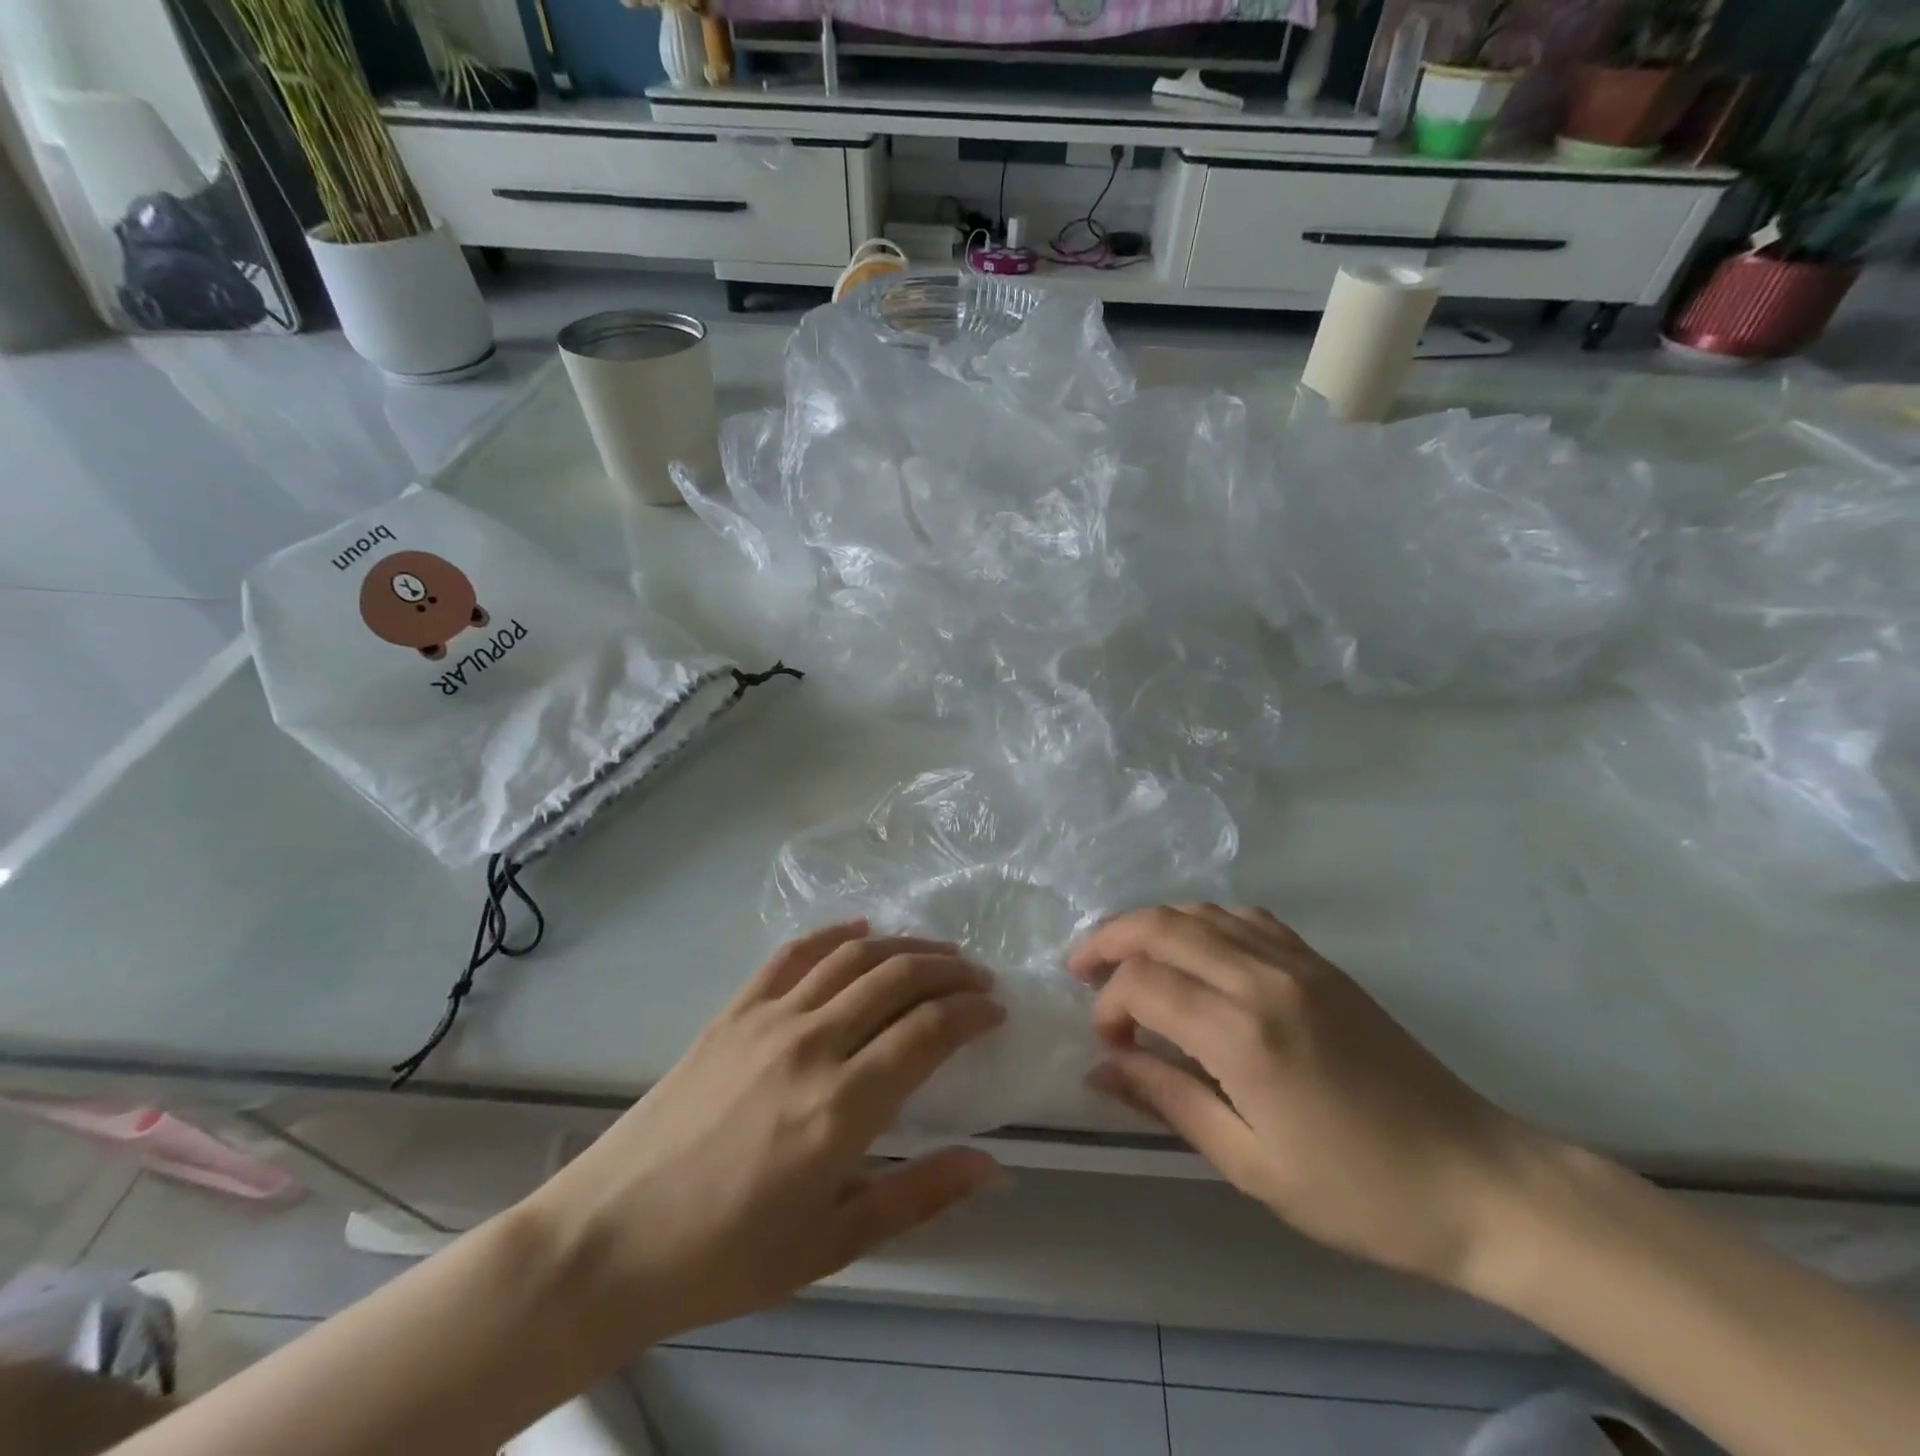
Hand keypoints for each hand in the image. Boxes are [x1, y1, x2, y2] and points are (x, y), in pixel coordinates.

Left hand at [528, 921, 1005, 1346]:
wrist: (610, 1237)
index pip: (929, 1031)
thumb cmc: (728, 1254)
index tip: (996, 1011)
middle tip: (977, 977)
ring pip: (853, 957)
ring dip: (904, 947)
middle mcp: (812, 1044)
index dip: (972, 1012)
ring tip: (936, 953)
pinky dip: (834, 934)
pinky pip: (793, 954)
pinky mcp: (733, 1011)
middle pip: (898, 978)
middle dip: (949, 969)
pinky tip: (859, 932)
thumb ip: (919, 1197)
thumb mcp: (832, 1244)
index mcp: (843, 1106)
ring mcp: (768, 1018)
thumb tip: (993, 1167)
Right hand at [1071, 905, 1548, 1291]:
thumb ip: (1169, 1101)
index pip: (1144, 985)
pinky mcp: (1320, 962)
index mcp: (1244, 1034)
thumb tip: (1103, 1067)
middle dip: (1110, 940)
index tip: (1109, 1046)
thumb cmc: (1358, 1191)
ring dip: (1152, 926)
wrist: (1476, 1178)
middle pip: (1162, 926)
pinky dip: (1202, 922)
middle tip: (1081, 969)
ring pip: (1200, 912)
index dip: (1109, 1006)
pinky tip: (1194, 951)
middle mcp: (1264, 978)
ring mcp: (1296, 961)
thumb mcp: (1251, 1164)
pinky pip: (1244, 918)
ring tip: (1126, 957)